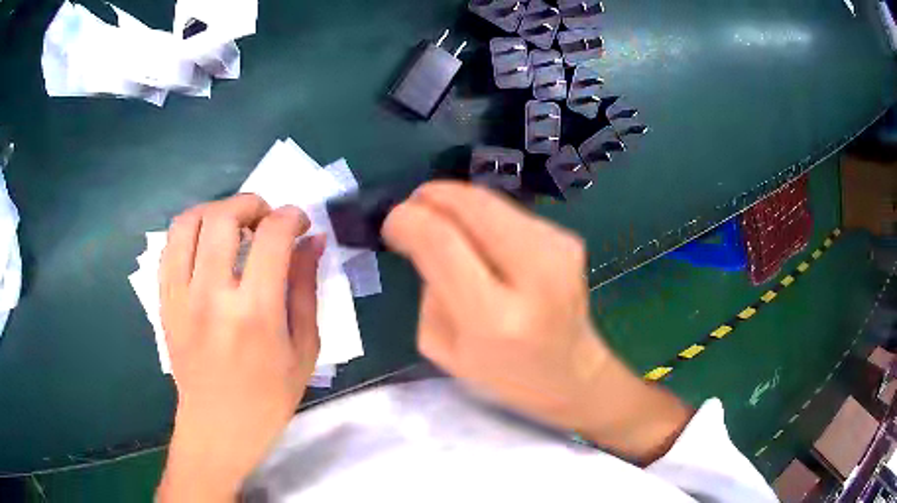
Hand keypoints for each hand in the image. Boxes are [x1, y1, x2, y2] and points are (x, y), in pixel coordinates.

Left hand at [156, 194, 324, 501]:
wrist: (218, 426)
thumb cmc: (269, 397)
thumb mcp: (304, 349)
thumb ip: (306, 288)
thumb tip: (313, 241)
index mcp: (255, 313)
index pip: (272, 236)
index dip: (291, 217)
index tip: (300, 223)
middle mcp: (211, 296)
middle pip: (224, 216)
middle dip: (251, 203)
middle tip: (266, 218)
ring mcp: (181, 296)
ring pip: (188, 222)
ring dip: (216, 209)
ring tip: (233, 224)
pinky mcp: (164, 301)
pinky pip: (169, 246)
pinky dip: (190, 230)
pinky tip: (206, 243)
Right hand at [384, 182, 691, 463]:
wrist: (571, 373)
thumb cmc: (503, 375)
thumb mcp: (444, 350)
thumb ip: (427, 290)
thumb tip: (422, 235)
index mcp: (495, 319)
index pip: (442, 243)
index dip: (409, 220)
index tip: (392, 223)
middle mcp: (535, 276)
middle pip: (473, 206)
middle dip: (433, 196)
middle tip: (412, 208)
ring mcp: (559, 251)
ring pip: (492, 202)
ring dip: (458, 204)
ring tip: (443, 223)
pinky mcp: (568, 239)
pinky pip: (510, 212)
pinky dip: (484, 216)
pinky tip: (481, 239)